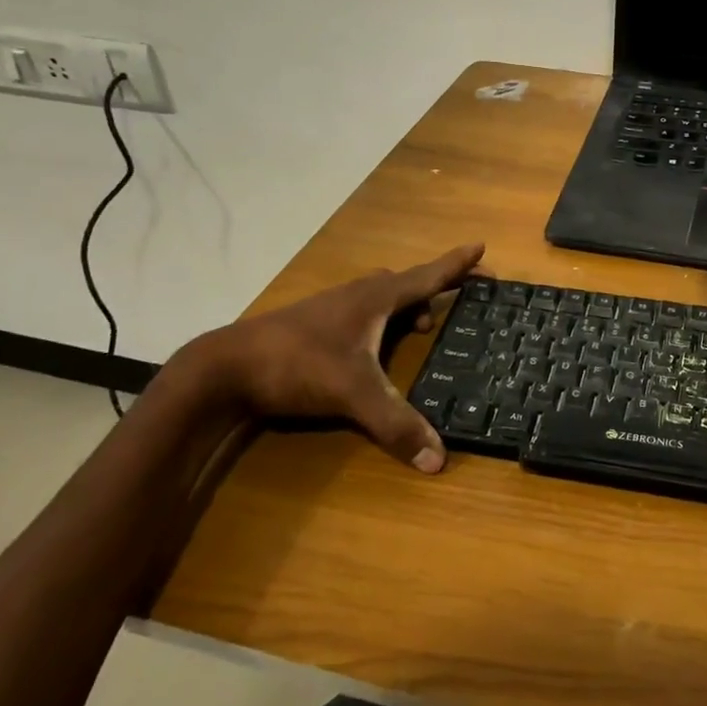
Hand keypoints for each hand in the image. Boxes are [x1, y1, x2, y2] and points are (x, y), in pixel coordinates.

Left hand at [197, 244, 484, 472]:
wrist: (225, 367)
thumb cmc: (298, 364)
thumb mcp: (353, 393)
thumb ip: (396, 424)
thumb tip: (439, 460)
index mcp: (375, 299)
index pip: (427, 276)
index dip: (457, 264)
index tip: (481, 246)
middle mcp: (357, 295)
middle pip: (405, 282)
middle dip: (435, 288)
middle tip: (458, 300)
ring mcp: (332, 308)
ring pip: (380, 297)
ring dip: (405, 307)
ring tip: (420, 329)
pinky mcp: (314, 326)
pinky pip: (362, 312)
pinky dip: (380, 322)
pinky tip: (374, 349)